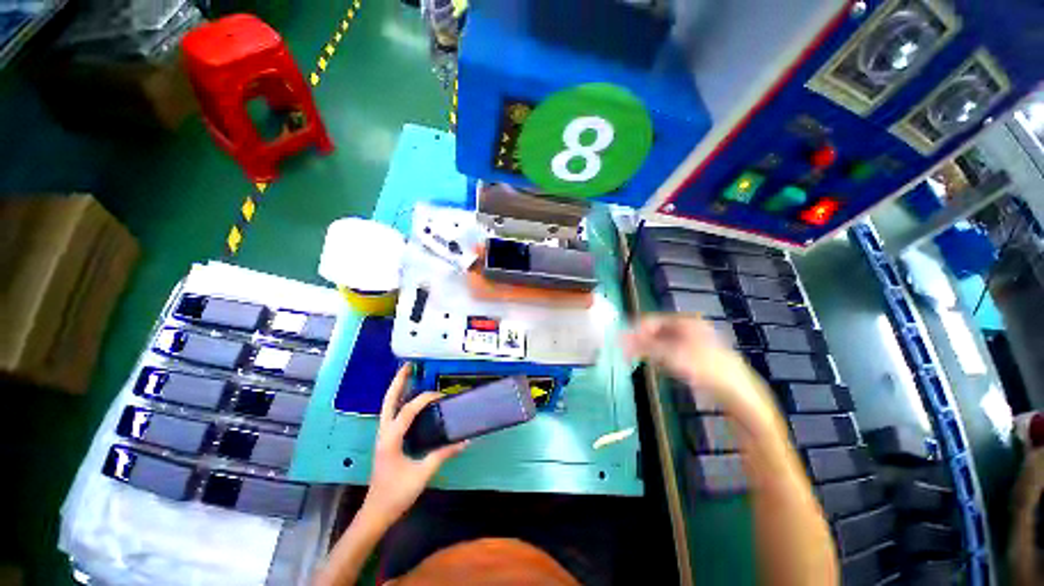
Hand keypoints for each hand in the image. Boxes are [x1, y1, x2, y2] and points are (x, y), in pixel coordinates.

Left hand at [362, 364, 466, 527]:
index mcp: (390, 439)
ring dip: (398, 389)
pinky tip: (410, 400)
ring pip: (388, 406)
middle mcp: (384, 433)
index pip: (408, 410)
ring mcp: (383, 436)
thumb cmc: (396, 494)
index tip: (441, 395)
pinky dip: (400, 402)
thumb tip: (465, 440)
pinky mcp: (386, 441)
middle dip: (398, 382)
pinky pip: (392, 414)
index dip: (424, 399)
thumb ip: (443, 455)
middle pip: (389, 401)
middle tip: (409, 366)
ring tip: (409, 376)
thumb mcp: (422, 474)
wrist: (375, 514)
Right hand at [622, 314, 775, 426]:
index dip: (636, 330)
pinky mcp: (694, 354)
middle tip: (626, 352)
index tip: (621, 342)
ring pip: (662, 341)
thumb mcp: (671, 355)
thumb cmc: (704, 368)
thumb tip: (620, 338)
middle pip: (656, 330)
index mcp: (685, 321)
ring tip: (636, 358)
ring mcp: (692, 341)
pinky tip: (654, 363)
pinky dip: (659, 355)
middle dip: (641, 340)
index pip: (652, 320)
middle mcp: (689, 327)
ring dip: (648, 348)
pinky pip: (670, 350)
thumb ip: (644, 346)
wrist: (737, 392)